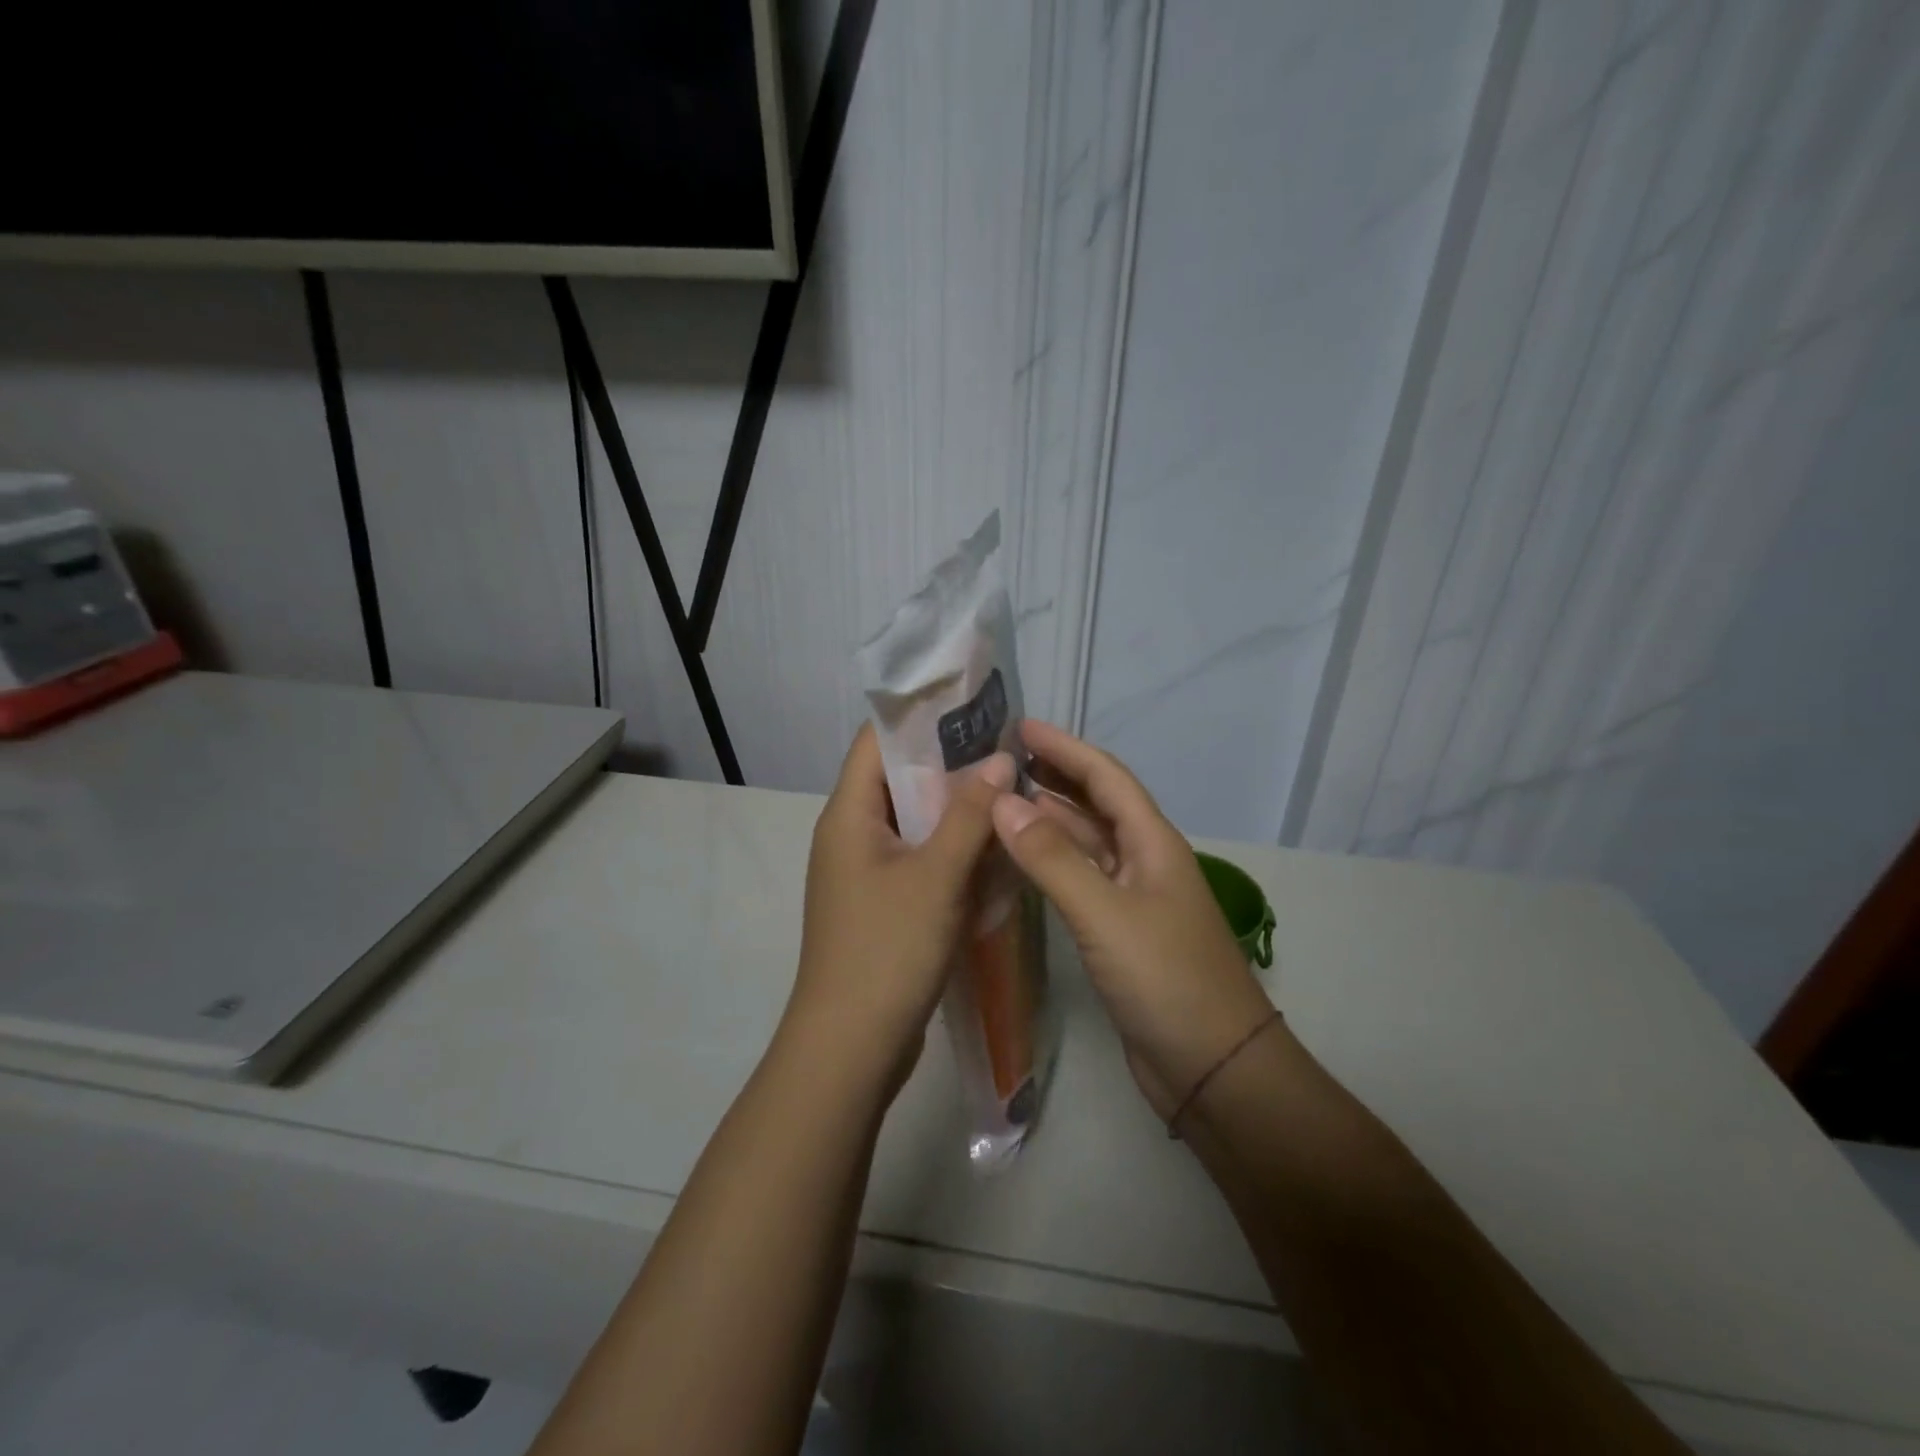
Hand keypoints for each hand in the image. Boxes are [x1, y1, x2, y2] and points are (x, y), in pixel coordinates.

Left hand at [784, 723, 1013, 1096]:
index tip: (974, 705)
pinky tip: (994, 849)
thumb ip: (969, 815)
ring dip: (956, 809)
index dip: (921, 716)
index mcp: (849, 814)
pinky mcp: (884, 904)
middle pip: (900, 779)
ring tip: (1010, 791)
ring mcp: (867, 872)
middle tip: (1006, 751)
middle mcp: (852, 834)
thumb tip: (999, 761)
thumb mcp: (936, 876)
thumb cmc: (887, 950)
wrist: (851, 1048)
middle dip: (951, 763)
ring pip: (915, 822)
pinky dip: (952, 849)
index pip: (877, 741)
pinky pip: (920, 859)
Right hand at [990, 720, 1273, 1120]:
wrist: (1213, 1068)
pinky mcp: (1120, 933)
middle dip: (1054, 777)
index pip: (1105, 777)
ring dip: (1049, 820)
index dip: (1065, 748)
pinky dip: (1050, 864)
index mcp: (1153, 842)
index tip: (1020, 727)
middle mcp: (1144, 861)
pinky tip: (1020, 863)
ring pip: (1085, 844)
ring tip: (1000, 803)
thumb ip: (1052, 859)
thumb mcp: (1105, 914)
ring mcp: (1133, 898)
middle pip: (1096, 804)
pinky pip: (1080, 881)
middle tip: (1002, 762)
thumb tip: (1003, 802)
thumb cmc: (1166, 980)